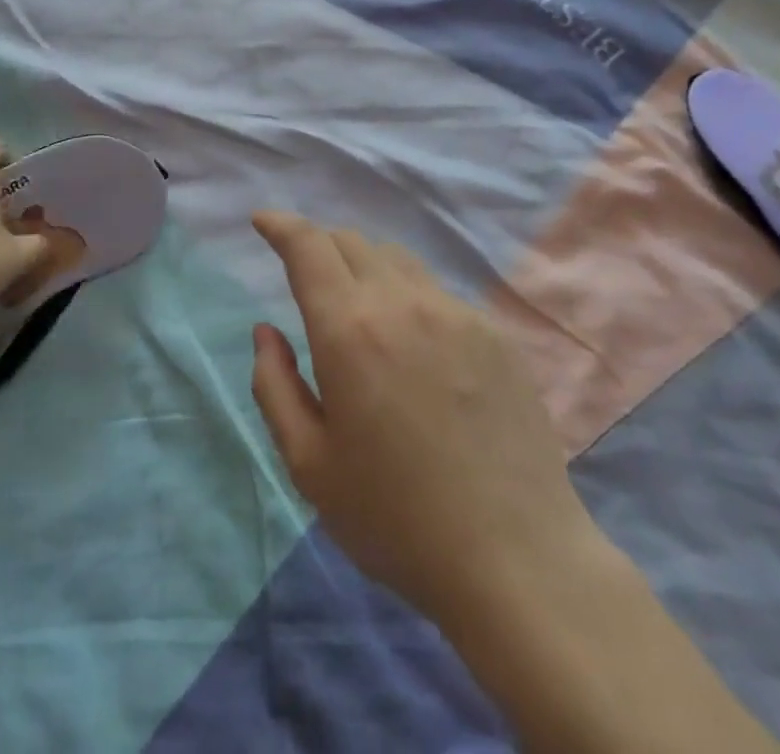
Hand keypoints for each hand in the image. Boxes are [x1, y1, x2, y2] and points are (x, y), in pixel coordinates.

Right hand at [249, 213, 602, 635]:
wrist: (516, 559)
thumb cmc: (395, 518)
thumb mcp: (308, 464)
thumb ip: (274, 386)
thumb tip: (266, 331)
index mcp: (349, 330)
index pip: (308, 246)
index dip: (281, 224)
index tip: (263, 220)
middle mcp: (402, 302)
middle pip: (351, 242)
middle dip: (319, 246)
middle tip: (307, 278)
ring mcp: (455, 313)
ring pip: (396, 260)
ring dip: (365, 268)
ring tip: (361, 311)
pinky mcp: (494, 332)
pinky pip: (437, 293)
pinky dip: (409, 298)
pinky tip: (417, 350)